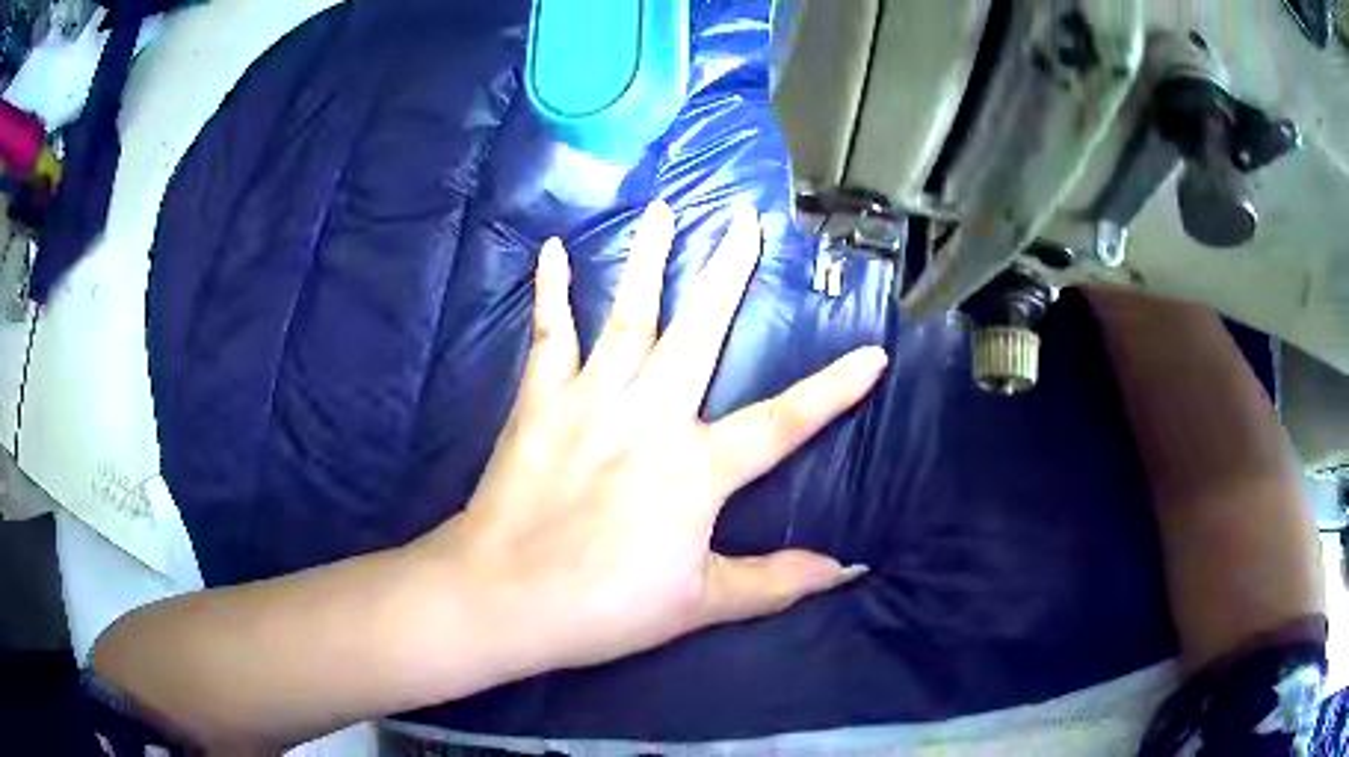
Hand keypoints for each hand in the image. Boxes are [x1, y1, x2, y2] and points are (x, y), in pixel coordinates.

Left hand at [427, 201, 887, 673]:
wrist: (503, 597)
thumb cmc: (604, 607)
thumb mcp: (702, 603)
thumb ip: (777, 582)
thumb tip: (849, 570)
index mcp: (695, 470)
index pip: (783, 423)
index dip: (833, 390)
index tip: (873, 352)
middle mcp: (648, 418)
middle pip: (700, 333)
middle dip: (728, 273)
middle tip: (747, 220)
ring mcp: (590, 400)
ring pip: (628, 315)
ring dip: (648, 258)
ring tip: (665, 209)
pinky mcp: (539, 400)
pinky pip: (549, 333)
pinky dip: (550, 290)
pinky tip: (551, 248)